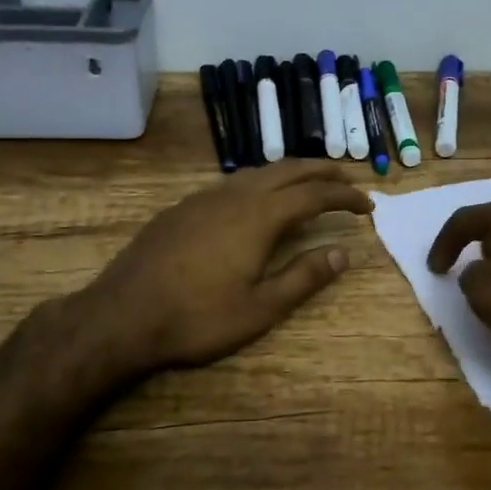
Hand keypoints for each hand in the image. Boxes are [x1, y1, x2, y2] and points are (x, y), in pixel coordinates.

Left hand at [84, 161, 372, 373]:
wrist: (121, 316)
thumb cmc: (196, 319)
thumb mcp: (260, 309)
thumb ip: (303, 278)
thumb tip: (342, 254)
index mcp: (259, 217)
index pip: (314, 195)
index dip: (345, 196)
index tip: (368, 205)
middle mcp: (234, 196)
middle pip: (288, 170)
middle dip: (322, 171)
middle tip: (348, 181)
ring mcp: (204, 198)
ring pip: (258, 172)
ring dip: (290, 173)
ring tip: (309, 184)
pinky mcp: (182, 208)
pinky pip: (233, 183)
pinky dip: (260, 182)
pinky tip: (256, 200)